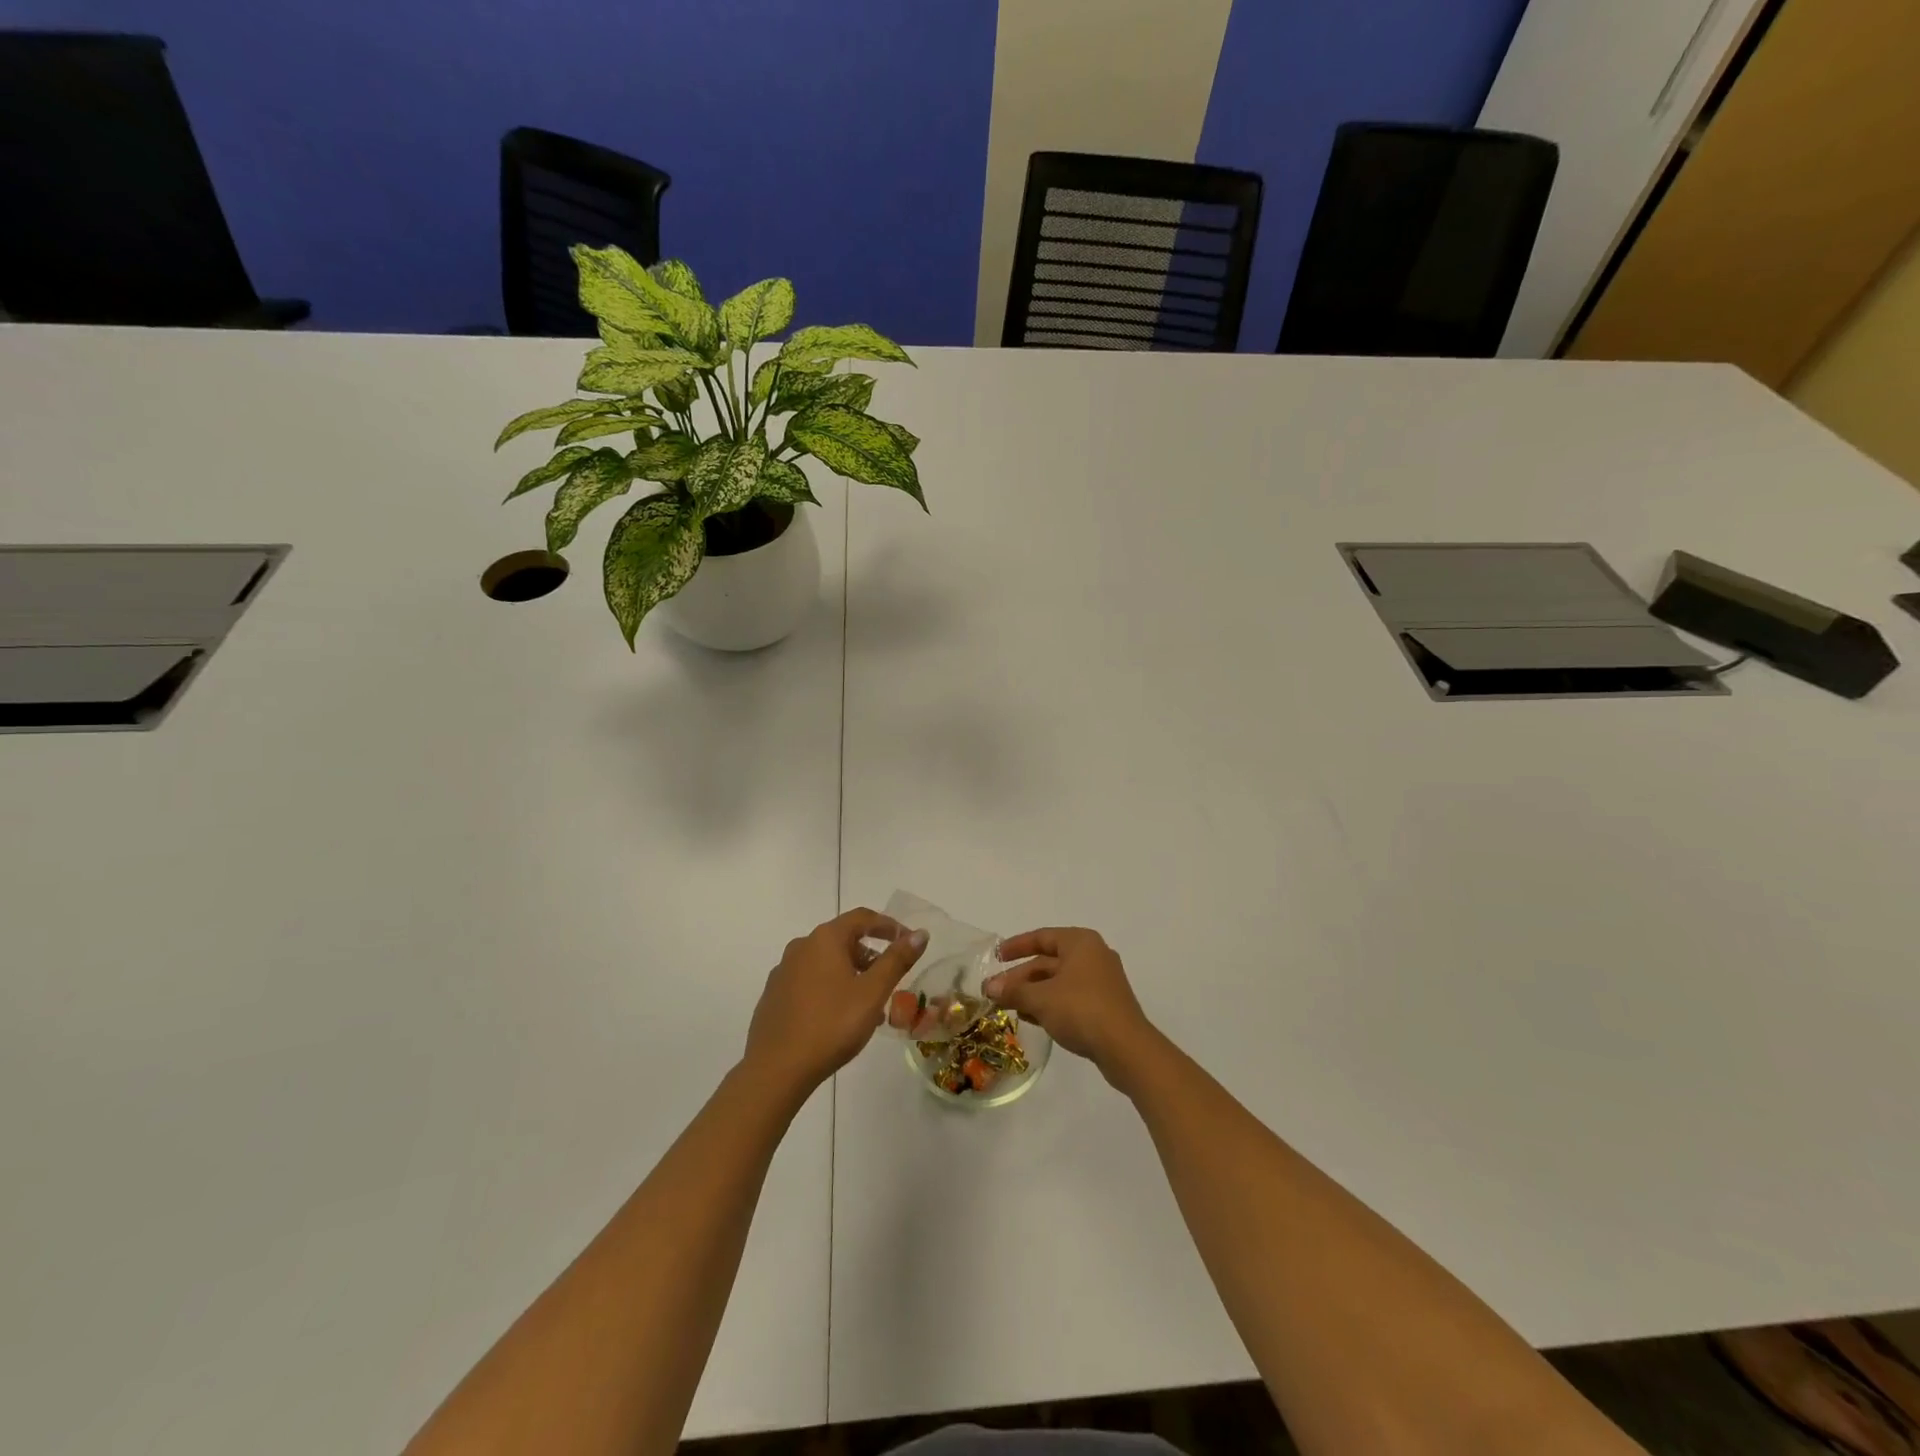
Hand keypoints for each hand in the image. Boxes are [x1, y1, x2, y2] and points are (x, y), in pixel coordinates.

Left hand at [744, 909, 927, 1100]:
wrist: (776, 1070)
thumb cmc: (831, 1024)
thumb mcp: (873, 992)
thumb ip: (897, 959)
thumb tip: (920, 933)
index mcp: (824, 939)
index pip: (862, 918)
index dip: (889, 926)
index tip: (908, 941)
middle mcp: (801, 947)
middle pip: (843, 939)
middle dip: (870, 955)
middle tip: (890, 979)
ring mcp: (783, 972)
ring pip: (826, 963)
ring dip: (851, 974)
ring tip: (869, 1004)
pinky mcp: (774, 996)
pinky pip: (810, 981)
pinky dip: (830, 988)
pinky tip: (839, 1017)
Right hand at [984, 927, 1159, 1089]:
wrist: (1126, 1048)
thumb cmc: (1081, 1010)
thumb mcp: (1041, 999)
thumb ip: (1014, 991)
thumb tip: (989, 988)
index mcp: (1080, 942)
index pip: (1042, 937)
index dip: (1016, 946)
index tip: (996, 957)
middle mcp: (1093, 955)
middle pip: (1049, 961)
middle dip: (1021, 977)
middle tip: (995, 992)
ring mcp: (1101, 981)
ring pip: (1059, 981)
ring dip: (1033, 993)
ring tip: (1009, 1007)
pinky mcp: (1105, 1005)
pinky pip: (1071, 997)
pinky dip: (1050, 1003)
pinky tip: (1032, 1018)